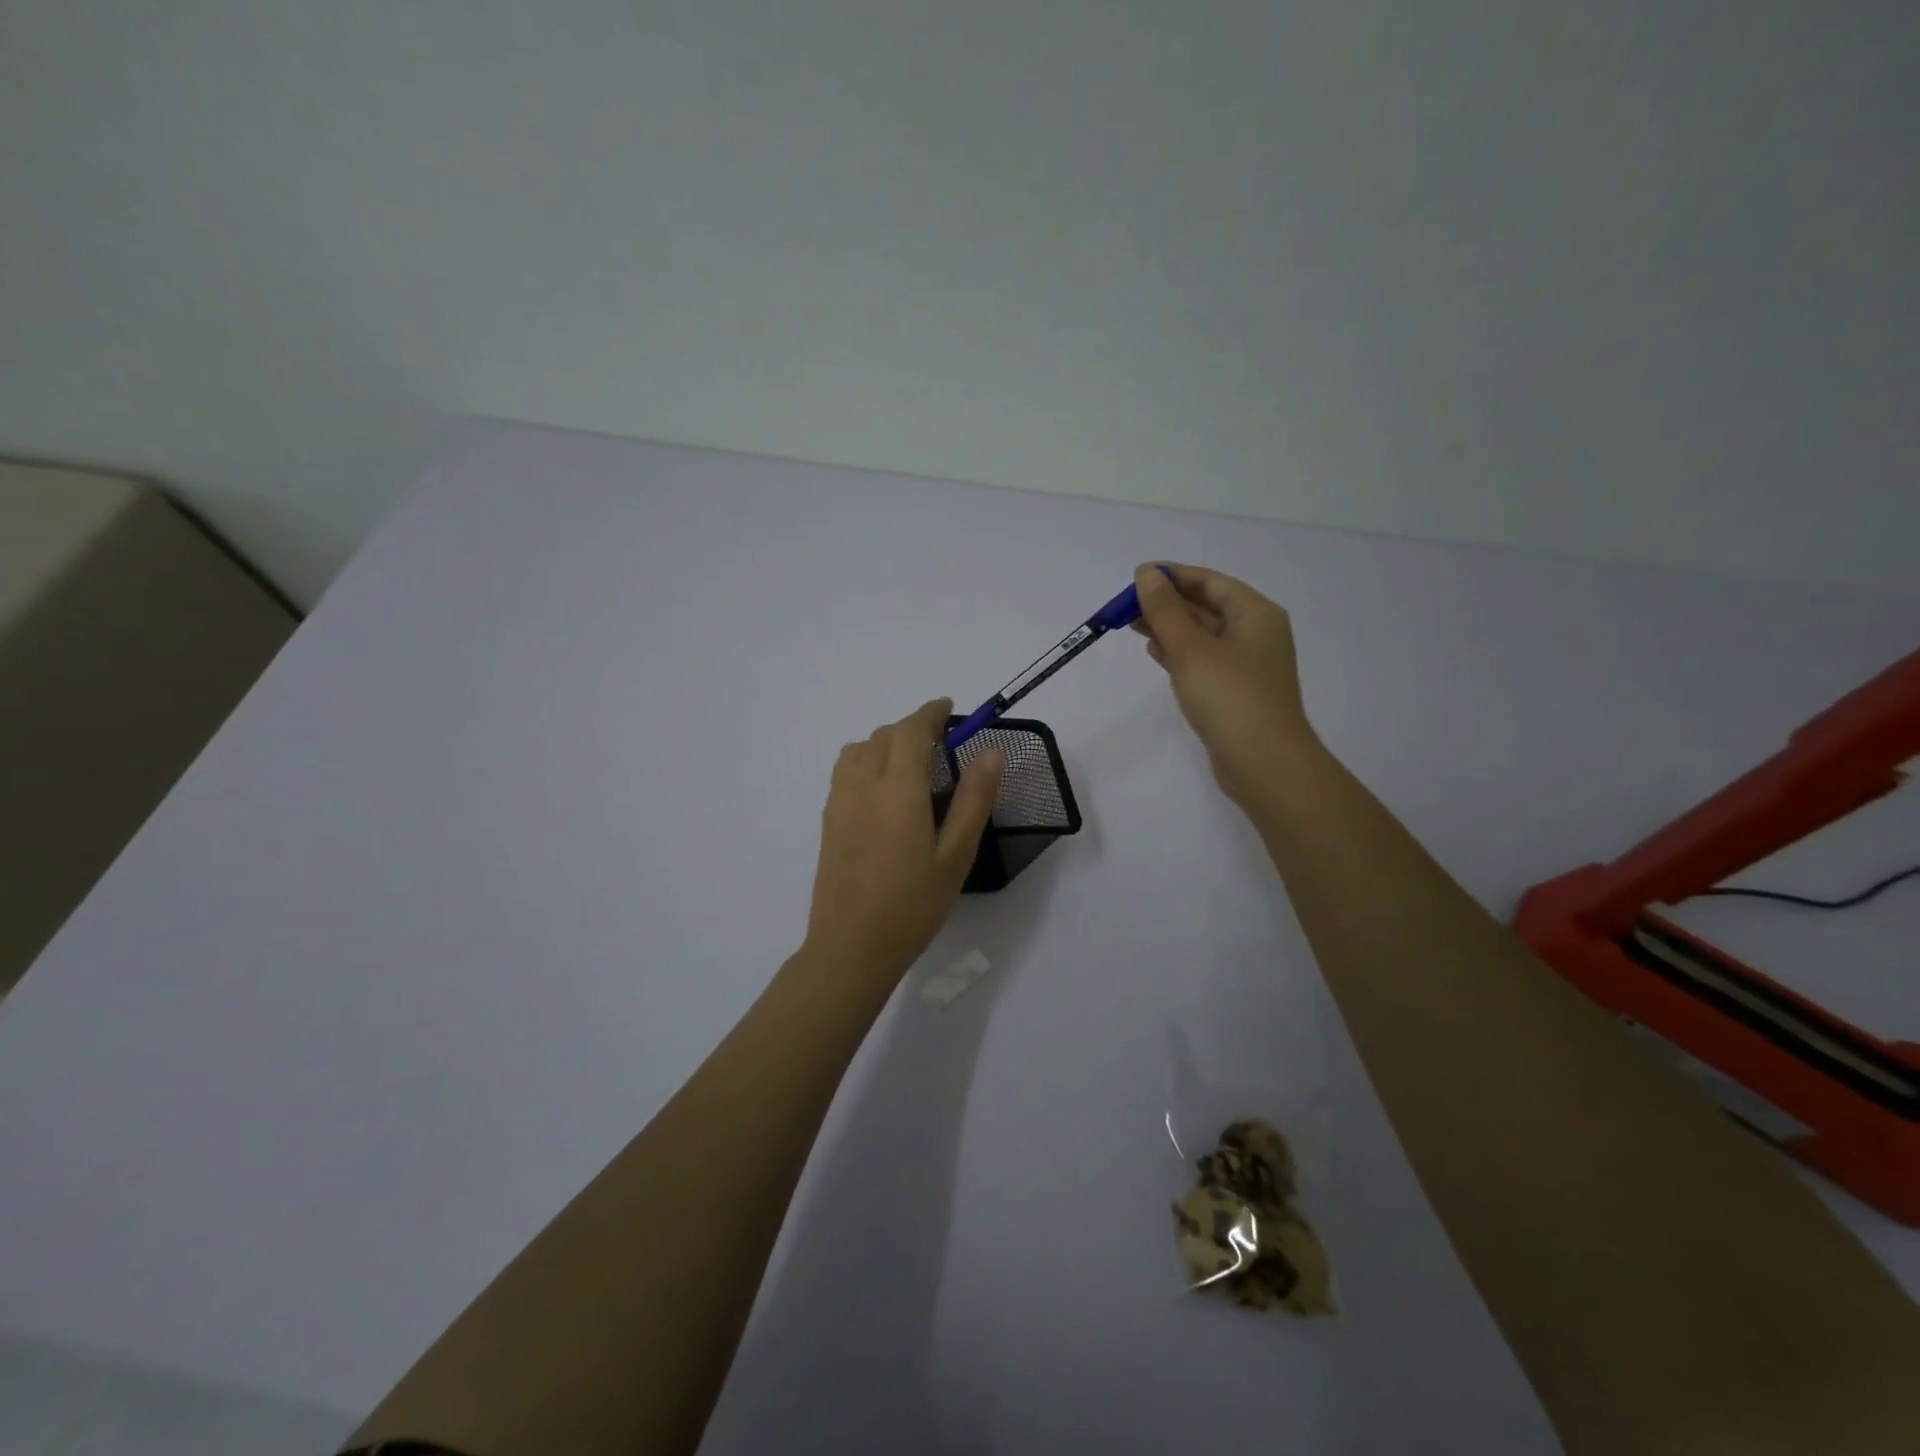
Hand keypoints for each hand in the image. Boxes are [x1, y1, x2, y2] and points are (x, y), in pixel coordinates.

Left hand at [803, 699, 1004, 987]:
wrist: (851, 947)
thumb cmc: (912, 904)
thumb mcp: (956, 854)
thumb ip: (974, 799)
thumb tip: (990, 751)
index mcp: (897, 788)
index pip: (911, 729)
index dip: (931, 712)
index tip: (949, 708)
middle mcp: (862, 784)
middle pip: (884, 735)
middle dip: (912, 729)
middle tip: (942, 747)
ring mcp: (839, 802)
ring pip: (859, 749)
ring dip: (885, 743)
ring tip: (911, 767)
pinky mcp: (828, 821)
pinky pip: (845, 771)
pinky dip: (866, 762)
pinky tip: (883, 793)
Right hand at [1131, 563, 1320, 807]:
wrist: (1264, 763)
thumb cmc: (1229, 697)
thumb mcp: (1191, 648)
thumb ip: (1166, 610)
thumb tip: (1147, 574)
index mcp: (1255, 614)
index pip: (1210, 581)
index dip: (1173, 576)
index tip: (1136, 577)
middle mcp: (1256, 633)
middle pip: (1206, 606)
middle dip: (1167, 603)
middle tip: (1126, 606)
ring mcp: (1247, 665)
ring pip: (1202, 635)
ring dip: (1170, 628)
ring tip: (1132, 626)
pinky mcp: (1236, 691)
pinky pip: (1204, 660)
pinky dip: (1179, 653)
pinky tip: (1154, 652)